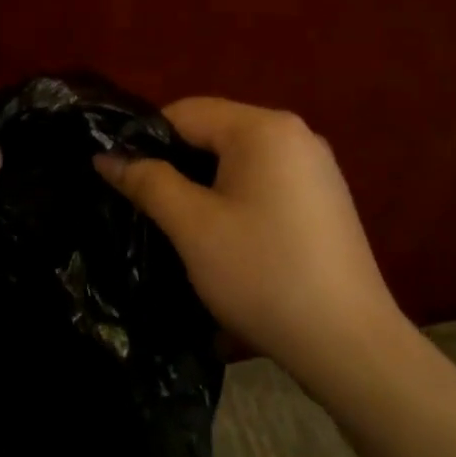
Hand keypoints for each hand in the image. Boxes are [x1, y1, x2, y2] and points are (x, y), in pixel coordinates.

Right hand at [95, 98, 408, 394]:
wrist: (349, 344)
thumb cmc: (263, 275)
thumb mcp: (192, 227)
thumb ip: (147, 182)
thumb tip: (105, 156)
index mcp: (264, 128)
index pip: (186, 112)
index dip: (146, 140)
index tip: (121, 177)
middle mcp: (296, 134)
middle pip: (215, 132)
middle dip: (176, 164)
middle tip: (145, 206)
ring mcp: (316, 166)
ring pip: (239, 160)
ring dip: (204, 185)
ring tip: (179, 224)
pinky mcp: (325, 198)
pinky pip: (265, 181)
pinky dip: (236, 198)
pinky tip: (225, 238)